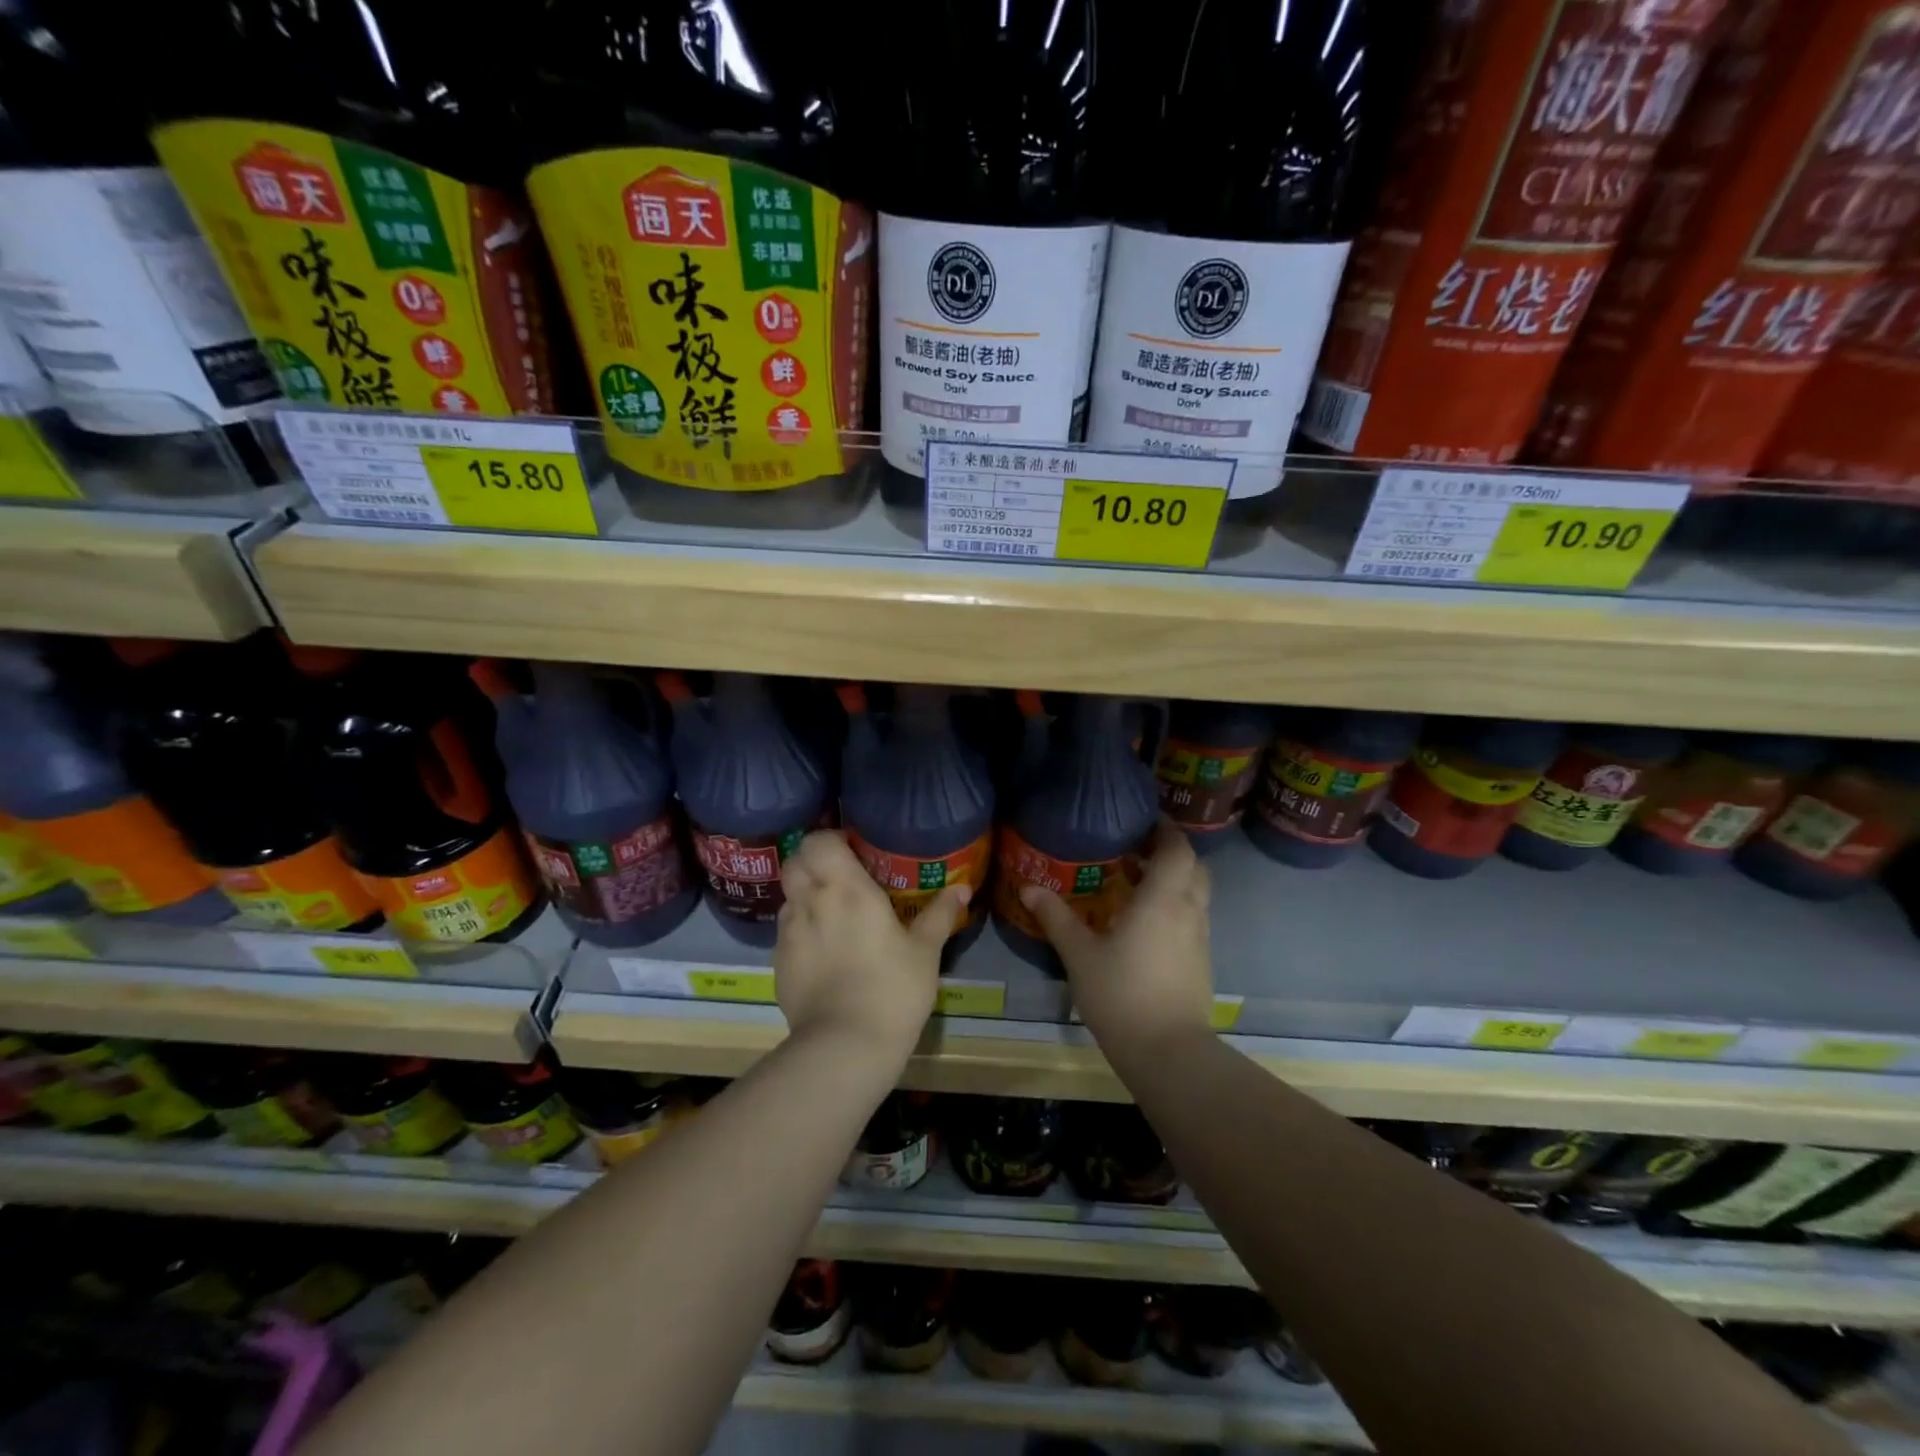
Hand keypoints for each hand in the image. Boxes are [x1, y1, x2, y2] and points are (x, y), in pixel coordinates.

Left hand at [775, 831, 969, 1065]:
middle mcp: (810, 902)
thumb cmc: (892, 989)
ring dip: (805, 896)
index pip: (818, 841)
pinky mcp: (778, 963)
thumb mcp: (925, 951)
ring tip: (832, 915)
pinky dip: (801, 930)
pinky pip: (786, 931)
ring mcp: (788, 933)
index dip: (830, 839)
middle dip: (812, 862)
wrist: (845, 1046)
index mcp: (846, 889)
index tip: (852, 849)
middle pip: (794, 862)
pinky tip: (823, 952)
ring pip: (788, 897)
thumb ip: (940, 914)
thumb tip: (963, 888)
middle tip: (841, 877)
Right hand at [1018, 820, 1213, 1061]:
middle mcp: (1189, 911)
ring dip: (1174, 881)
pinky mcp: (1202, 963)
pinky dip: (1176, 907)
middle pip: (1193, 868)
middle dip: (1171, 853)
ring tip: (1138, 882)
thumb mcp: (1080, 954)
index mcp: (1164, 899)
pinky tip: (1146, 923)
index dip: (1166, 830)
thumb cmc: (1122, 994)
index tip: (1145, 820)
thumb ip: (1056, 918)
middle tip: (1138, 849)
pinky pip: (1193, 919)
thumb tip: (1028, 887)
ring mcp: (1200, 939)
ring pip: (1196, 895)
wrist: (1168, 1053)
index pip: (1178, 849)